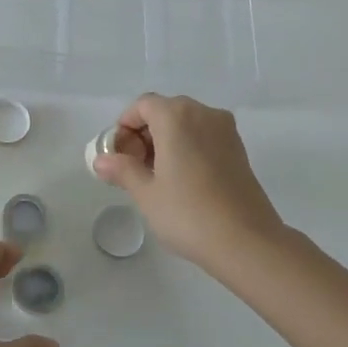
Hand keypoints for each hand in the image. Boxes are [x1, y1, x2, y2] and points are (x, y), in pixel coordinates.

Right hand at [90, 94, 286, 272]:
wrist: (246, 241)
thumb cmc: (188, 213)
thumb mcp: (146, 193)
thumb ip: (122, 169)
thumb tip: (101, 161)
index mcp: (176, 116)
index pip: (142, 106)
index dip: (125, 127)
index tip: (119, 156)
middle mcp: (203, 113)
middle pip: (165, 111)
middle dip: (145, 134)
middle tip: (135, 168)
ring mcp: (225, 130)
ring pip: (186, 123)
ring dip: (166, 141)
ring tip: (157, 177)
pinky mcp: (239, 149)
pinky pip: (204, 136)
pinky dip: (188, 147)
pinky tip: (183, 180)